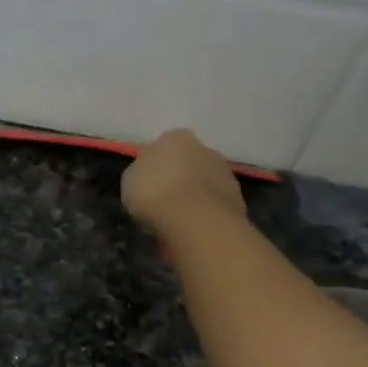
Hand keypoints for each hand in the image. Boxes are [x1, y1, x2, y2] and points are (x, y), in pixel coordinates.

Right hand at [121, 128, 246, 235]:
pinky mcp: (237, 198)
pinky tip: (192, 229)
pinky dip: (204, 214)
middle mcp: (205, 148)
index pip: (162, 148)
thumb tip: (148, 176)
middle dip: (177, 181)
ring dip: (193, 198)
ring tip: (177, 221)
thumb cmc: (154, 193)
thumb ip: (140, 173)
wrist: (195, 220)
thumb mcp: (129, 180)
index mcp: (176, 137)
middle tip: (162, 204)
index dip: (153, 169)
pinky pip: (213, 205)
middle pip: (186, 164)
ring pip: (202, 184)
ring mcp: (225, 172)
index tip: (146, 188)